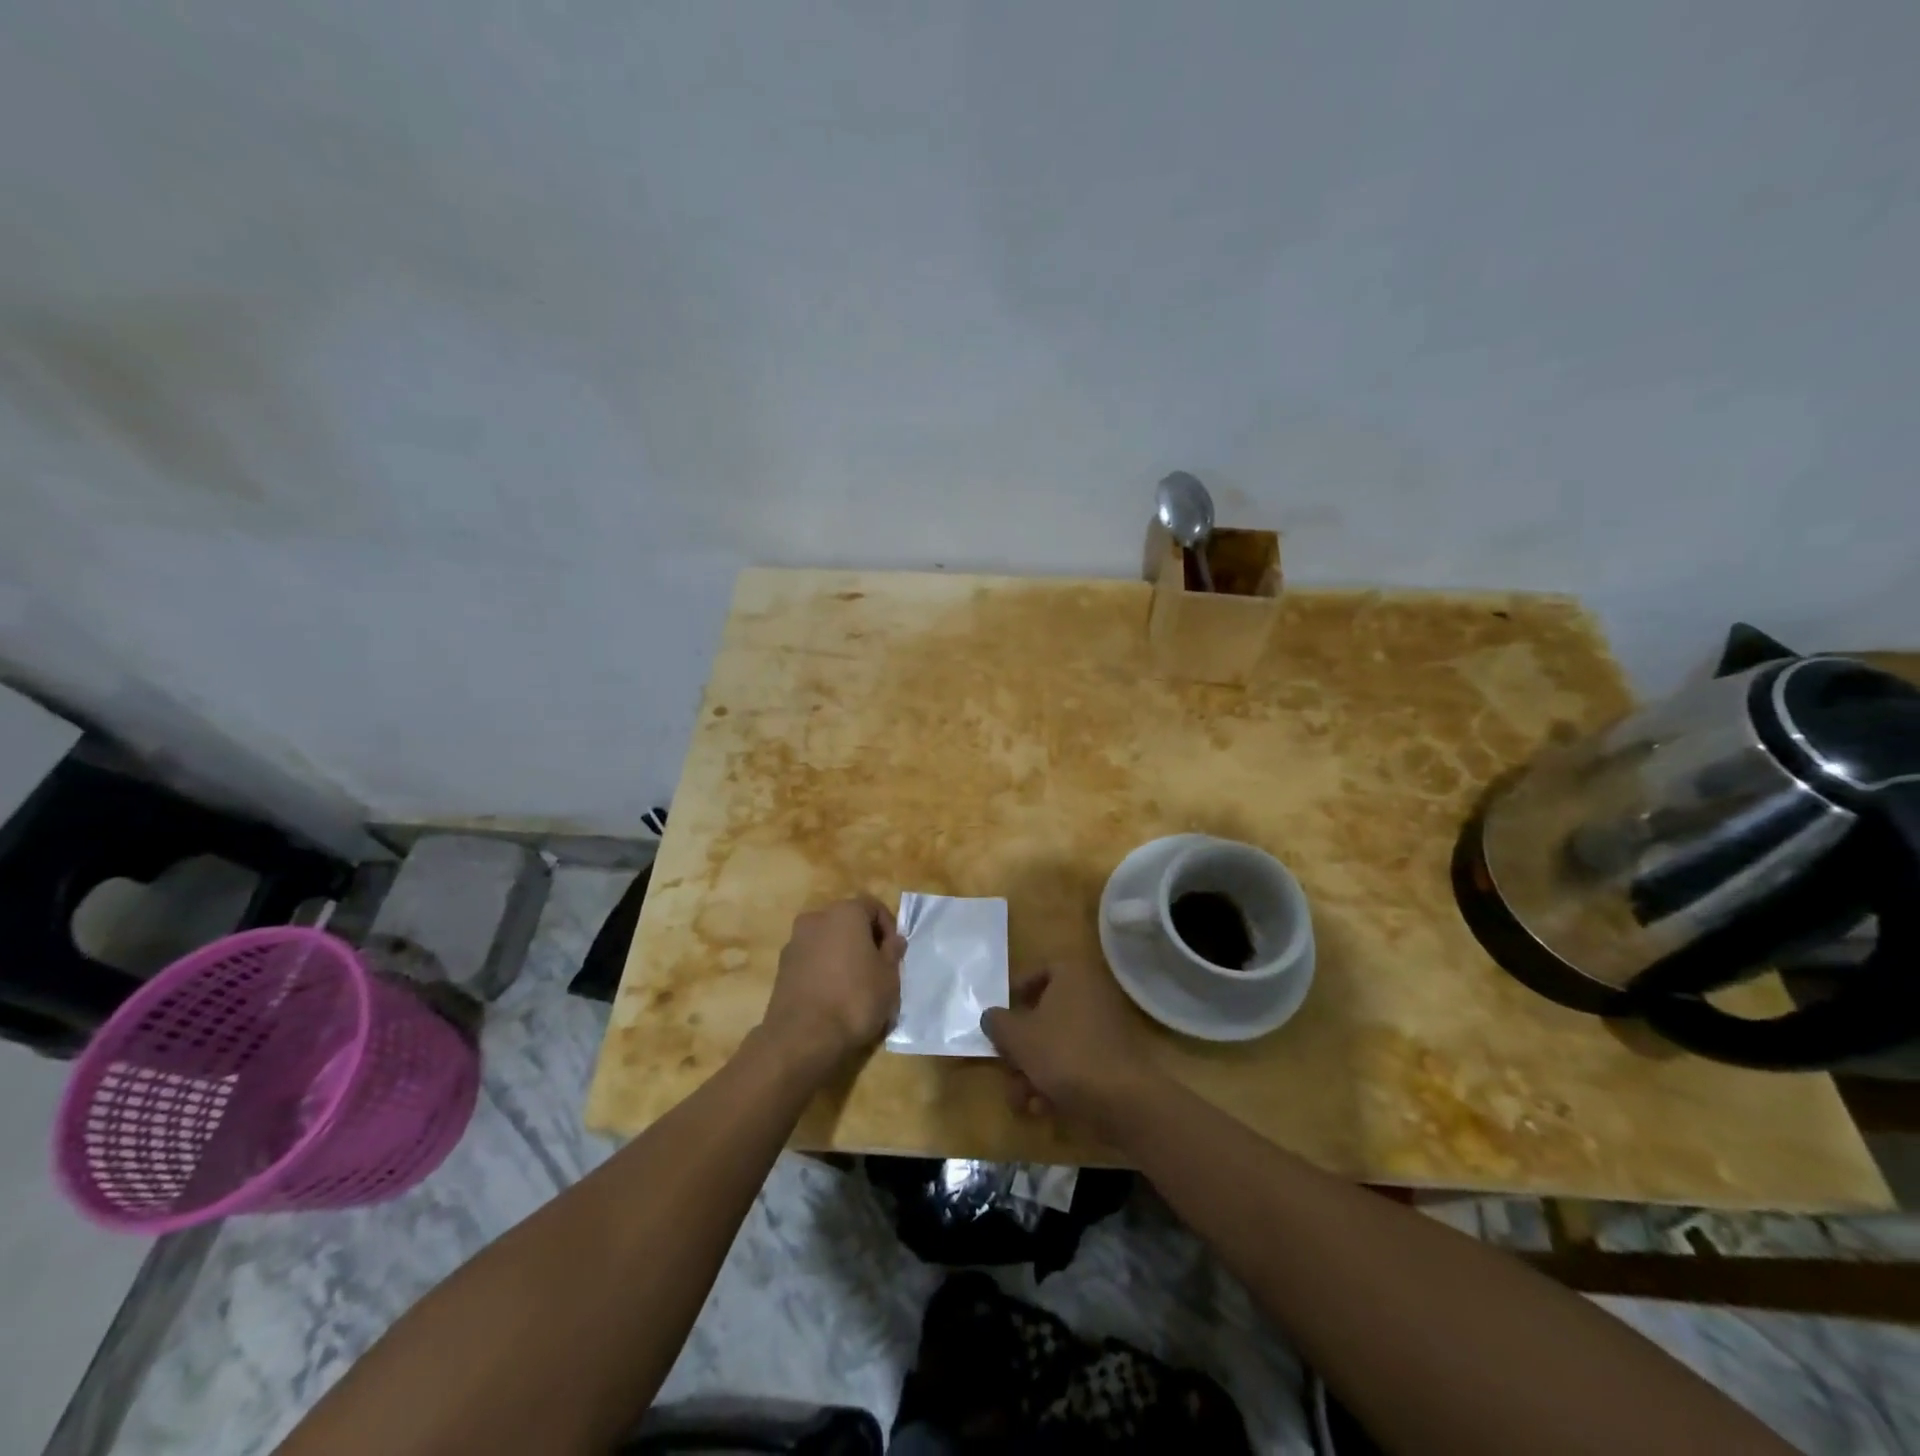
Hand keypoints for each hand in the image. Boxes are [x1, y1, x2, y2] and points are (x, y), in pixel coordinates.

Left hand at [758, 896, 905, 1079]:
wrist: (803, 1037)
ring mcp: (795, 942)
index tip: (894, 955)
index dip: (889, 928)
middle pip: (848, 922)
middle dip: (864, 941)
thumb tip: (894, 940)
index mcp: (845, 912)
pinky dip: (824, 970)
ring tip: (856, 986)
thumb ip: (893, 953)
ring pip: (828, 941)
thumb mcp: (889, 977)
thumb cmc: (855, 999)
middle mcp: (816, 918)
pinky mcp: (782, 967)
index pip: (873, 907)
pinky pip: (812, 960)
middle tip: (877, 969)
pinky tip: (834, 997)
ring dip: (843, 955)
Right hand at [980, 958, 1164, 1142]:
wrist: (1121, 1100)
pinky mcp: (1112, 1058)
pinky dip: (1056, 1081)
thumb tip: (991, 1016)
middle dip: (1021, 1046)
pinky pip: (1075, 1061)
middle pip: (1044, 1013)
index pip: (1037, 972)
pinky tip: (1041, 1107)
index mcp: (1072, 974)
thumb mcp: (1018, 1037)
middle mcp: (1091, 993)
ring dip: (1033, 1070)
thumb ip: (997, 1022)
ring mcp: (1105, 1027)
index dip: (1014, 994)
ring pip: (1057, 1042)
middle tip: (1005, 1065)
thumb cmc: (1063, 1054)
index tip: (998, 1017)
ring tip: (1019, 1098)